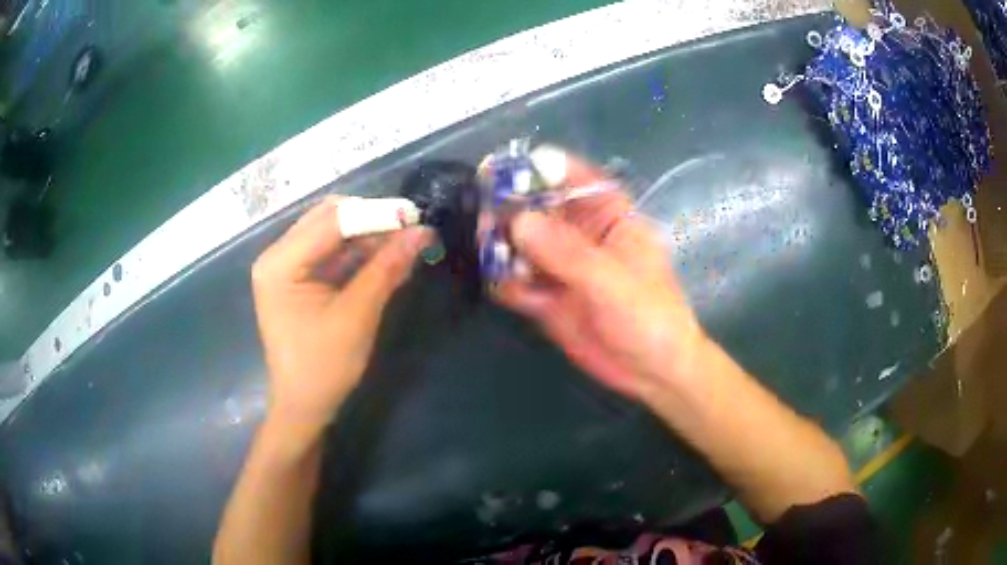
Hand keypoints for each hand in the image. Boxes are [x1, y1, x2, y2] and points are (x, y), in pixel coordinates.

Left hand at [251, 196, 431, 439]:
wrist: (304, 406)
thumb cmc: (323, 367)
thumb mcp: (357, 316)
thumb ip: (386, 269)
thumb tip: (422, 232)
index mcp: (279, 263)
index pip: (331, 221)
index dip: (375, 214)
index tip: (416, 217)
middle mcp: (278, 255)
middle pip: (328, 218)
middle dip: (371, 220)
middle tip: (410, 231)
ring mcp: (286, 265)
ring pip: (332, 231)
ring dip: (368, 235)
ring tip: (405, 245)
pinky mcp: (298, 277)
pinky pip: (331, 251)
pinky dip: (359, 252)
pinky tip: (386, 258)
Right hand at [494, 155, 705, 399]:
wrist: (652, 372)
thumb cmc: (650, 318)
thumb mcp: (613, 282)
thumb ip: (567, 253)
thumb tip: (518, 221)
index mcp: (609, 218)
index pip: (575, 180)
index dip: (543, 169)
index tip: (507, 168)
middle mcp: (581, 236)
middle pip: (539, 209)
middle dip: (512, 209)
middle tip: (485, 216)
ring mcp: (562, 267)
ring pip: (522, 245)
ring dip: (502, 245)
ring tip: (484, 248)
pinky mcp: (547, 298)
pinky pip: (517, 281)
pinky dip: (505, 280)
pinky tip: (500, 284)